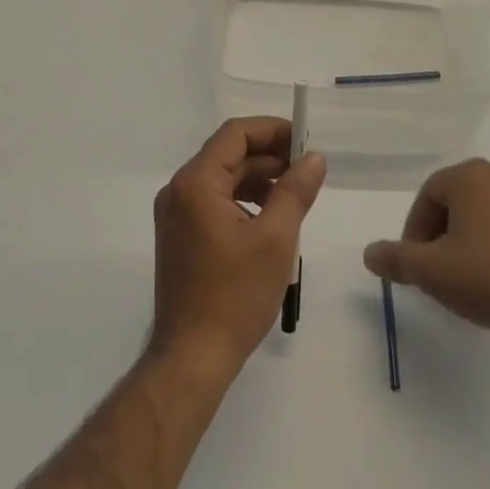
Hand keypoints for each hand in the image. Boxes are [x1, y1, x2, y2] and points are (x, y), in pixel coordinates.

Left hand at [150, 117, 326, 377]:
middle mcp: (179, 189)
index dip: (271, 130)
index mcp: (196, 182)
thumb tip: (314, 157)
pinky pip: (214, 200)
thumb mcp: (276, 240)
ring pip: (222, 178)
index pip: (235, 134)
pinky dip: (242, 199)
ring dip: (257, 178)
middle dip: (268, 156)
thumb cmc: (235, 296)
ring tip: (294, 192)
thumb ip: (295, 191)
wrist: (192, 358)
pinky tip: (269, 217)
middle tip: (306, 167)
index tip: (304, 139)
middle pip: (228, 154)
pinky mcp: (179, 234)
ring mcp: (175, 213)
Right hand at [364, 159, 489, 353]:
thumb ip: (396, 260)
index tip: (416, 266)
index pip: (428, 197)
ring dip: (471, 243)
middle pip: (457, 204)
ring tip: (468, 282)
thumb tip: (370, 253)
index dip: (416, 232)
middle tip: (438, 273)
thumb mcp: (432, 272)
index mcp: (470, 176)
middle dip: (442, 237)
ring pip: (486, 218)